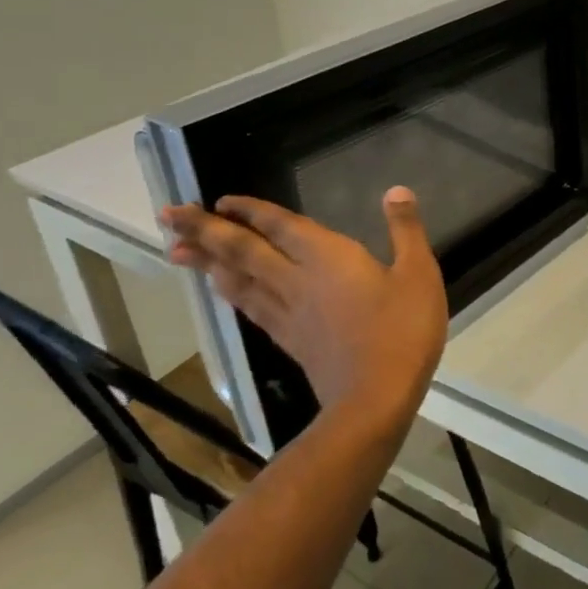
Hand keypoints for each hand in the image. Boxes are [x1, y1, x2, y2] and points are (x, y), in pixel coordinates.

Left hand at [162, 188, 446, 426]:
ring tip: (178, 250)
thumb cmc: (402, 330)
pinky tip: (223, 289)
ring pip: (237, 280)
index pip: (280, 226)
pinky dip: (231, 291)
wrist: (375, 398)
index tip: (220, 199)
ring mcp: (288, 313)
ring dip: (206, 262)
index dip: (250, 211)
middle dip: (205, 231)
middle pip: (243, 251)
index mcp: (328, 258)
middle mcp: (297, 280)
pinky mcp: (288, 340)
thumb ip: (406, 230)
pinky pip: (250, 307)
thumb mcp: (418, 273)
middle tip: (168, 215)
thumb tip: (395, 190)